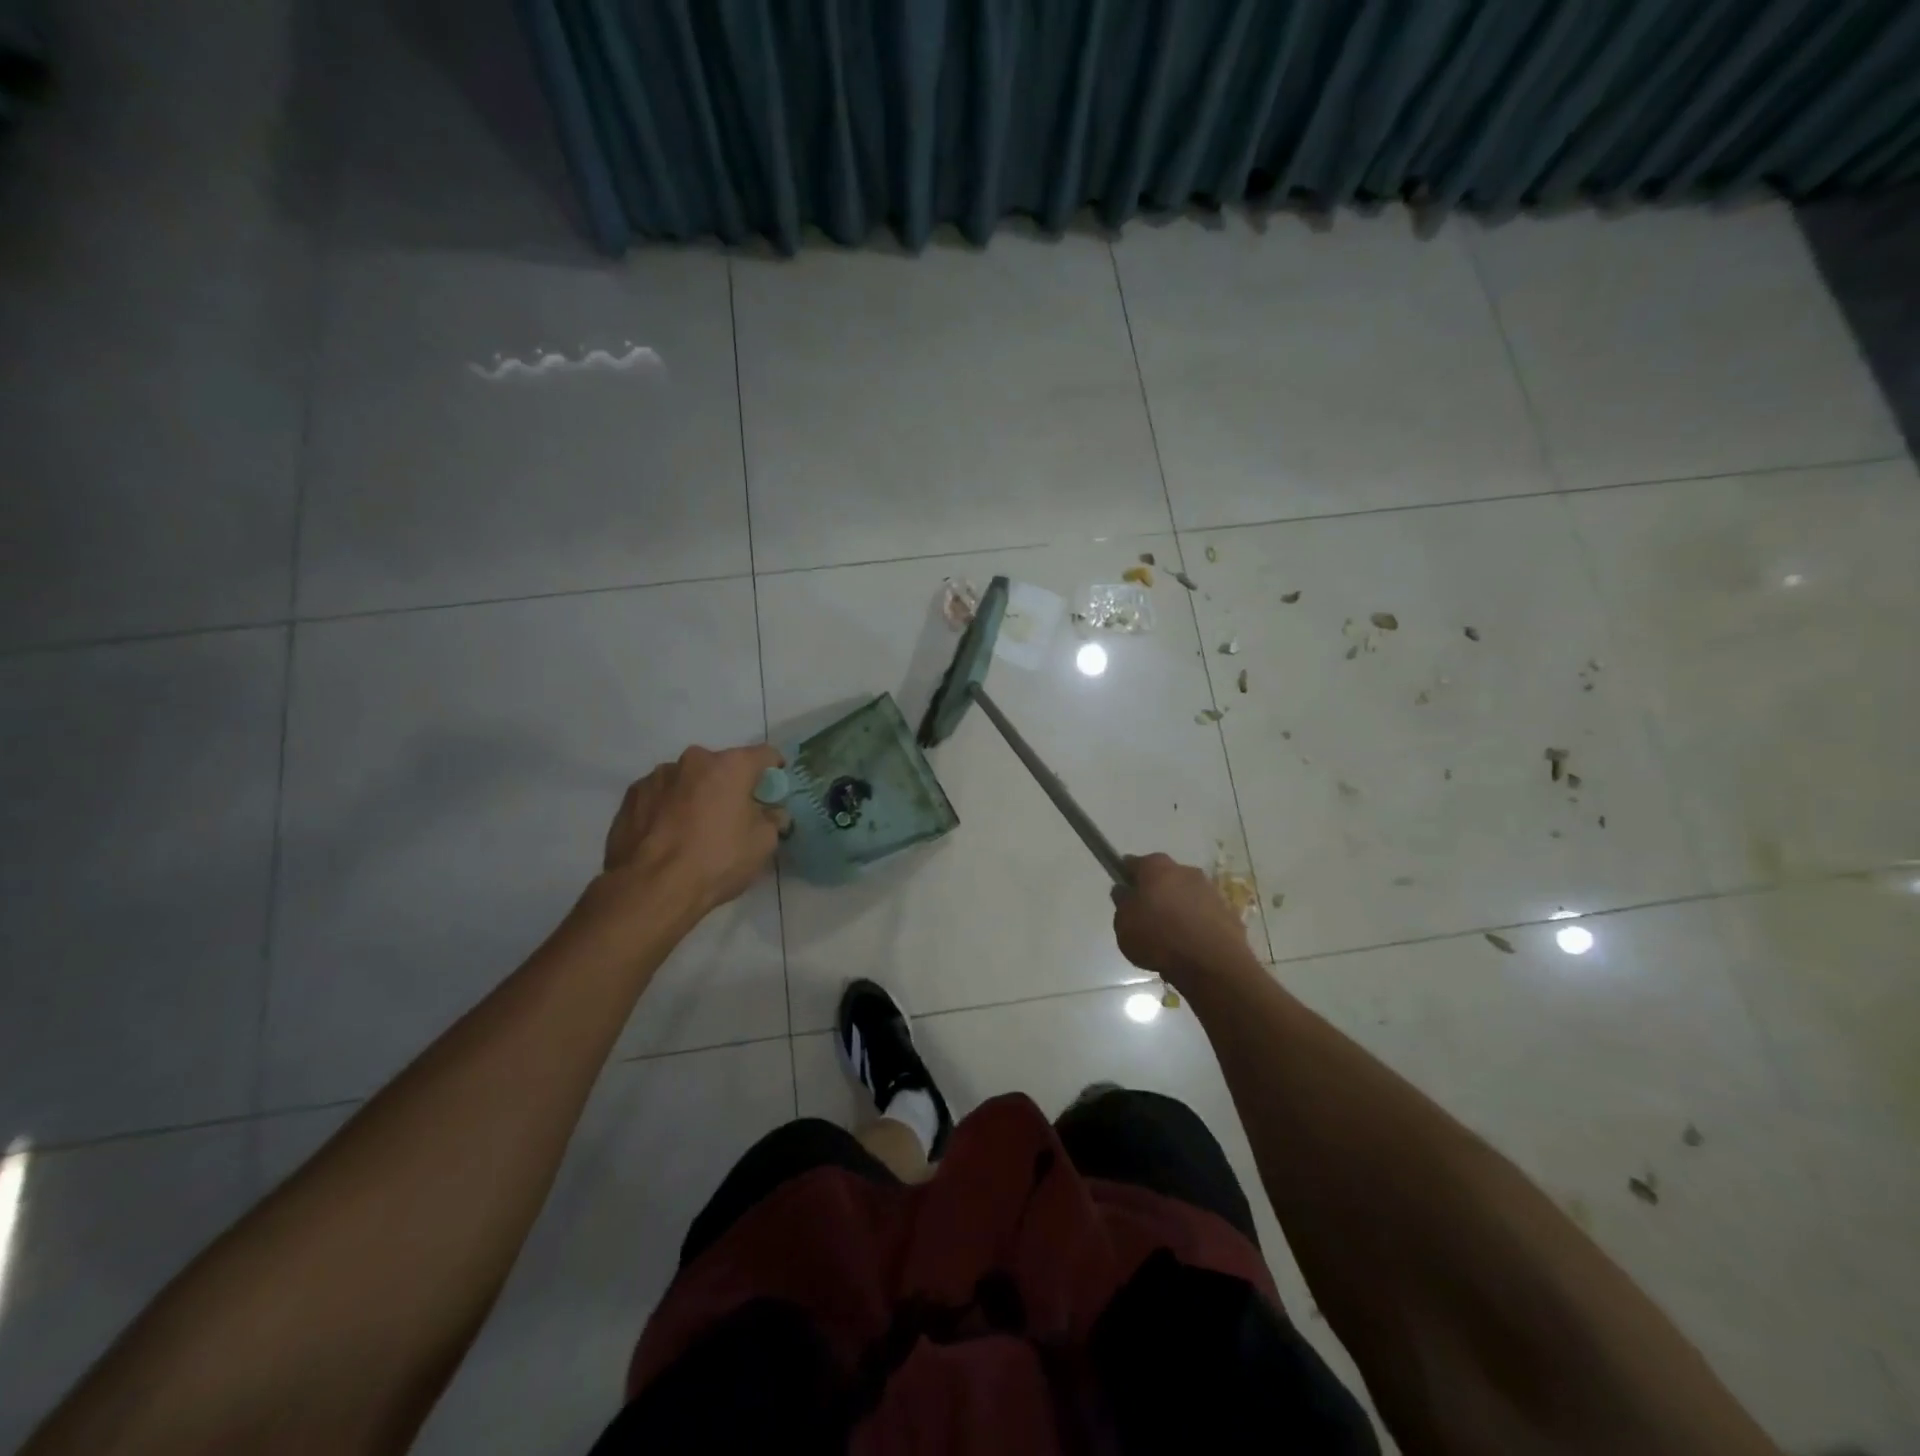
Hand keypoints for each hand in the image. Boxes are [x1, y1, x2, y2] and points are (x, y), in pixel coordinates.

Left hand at [602, 743, 785, 916]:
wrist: (651, 888)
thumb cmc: (717, 861)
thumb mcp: (763, 844)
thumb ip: (772, 819)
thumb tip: (772, 813)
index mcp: (730, 766)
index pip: (764, 754)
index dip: (773, 771)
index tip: (772, 790)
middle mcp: (693, 760)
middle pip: (721, 766)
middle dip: (729, 785)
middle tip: (732, 815)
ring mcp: (657, 776)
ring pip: (687, 780)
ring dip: (696, 795)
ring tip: (693, 829)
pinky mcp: (631, 796)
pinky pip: (660, 796)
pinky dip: (668, 808)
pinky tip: (667, 836)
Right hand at [1111, 852, 1255, 988]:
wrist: (1212, 964)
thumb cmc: (1158, 938)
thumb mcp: (1123, 924)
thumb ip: (1122, 904)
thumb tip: (1125, 891)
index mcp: (1156, 867)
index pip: (1134, 864)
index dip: (1126, 878)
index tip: (1124, 895)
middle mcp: (1185, 871)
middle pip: (1164, 878)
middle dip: (1156, 893)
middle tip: (1146, 918)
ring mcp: (1210, 890)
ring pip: (1187, 895)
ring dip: (1179, 909)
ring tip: (1170, 938)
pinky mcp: (1229, 912)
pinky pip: (1205, 915)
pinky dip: (1198, 925)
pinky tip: (1191, 947)